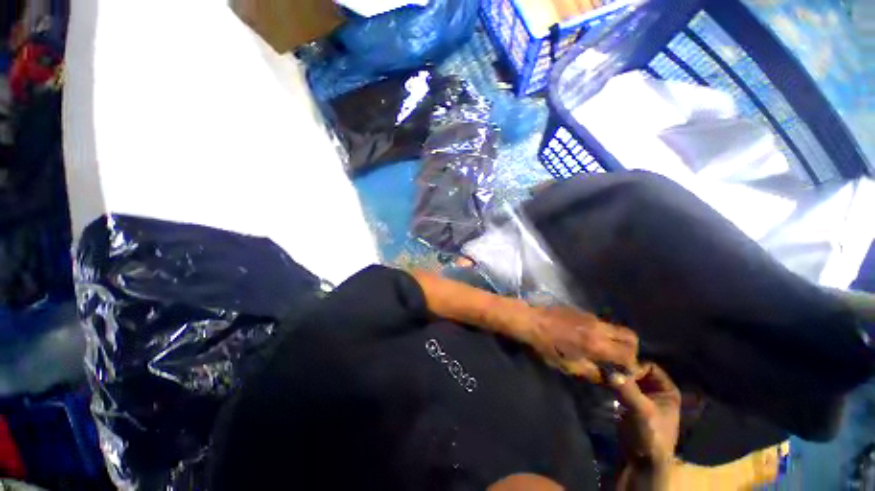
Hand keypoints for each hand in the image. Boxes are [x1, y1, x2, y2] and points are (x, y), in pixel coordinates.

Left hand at [525, 305, 638, 381]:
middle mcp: (598, 327)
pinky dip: (603, 331)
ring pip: (615, 327)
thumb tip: (608, 377)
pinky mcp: (580, 310)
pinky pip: (601, 321)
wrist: (529, 320)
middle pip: (630, 336)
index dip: (631, 366)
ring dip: (616, 340)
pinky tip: (588, 338)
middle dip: (631, 350)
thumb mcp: (567, 366)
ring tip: (604, 350)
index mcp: (596, 344)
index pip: (628, 355)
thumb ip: (591, 372)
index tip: (624, 373)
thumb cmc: (545, 346)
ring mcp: (590, 316)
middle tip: (619, 360)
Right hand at [610, 363, 680, 468]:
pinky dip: (612, 383)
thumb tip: (611, 372)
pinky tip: (602, 381)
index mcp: (668, 390)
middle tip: (606, 369)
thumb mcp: (642, 412)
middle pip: (637, 371)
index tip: (618, 371)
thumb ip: (628, 391)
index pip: (649, 366)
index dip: (635, 367)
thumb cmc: (650, 436)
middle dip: (622, 370)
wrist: (641, 462)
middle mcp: (656, 390)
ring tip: (602, 374)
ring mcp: (642, 396)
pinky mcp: (629, 402)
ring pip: (627, 378)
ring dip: (615, 376)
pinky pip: (620, 386)